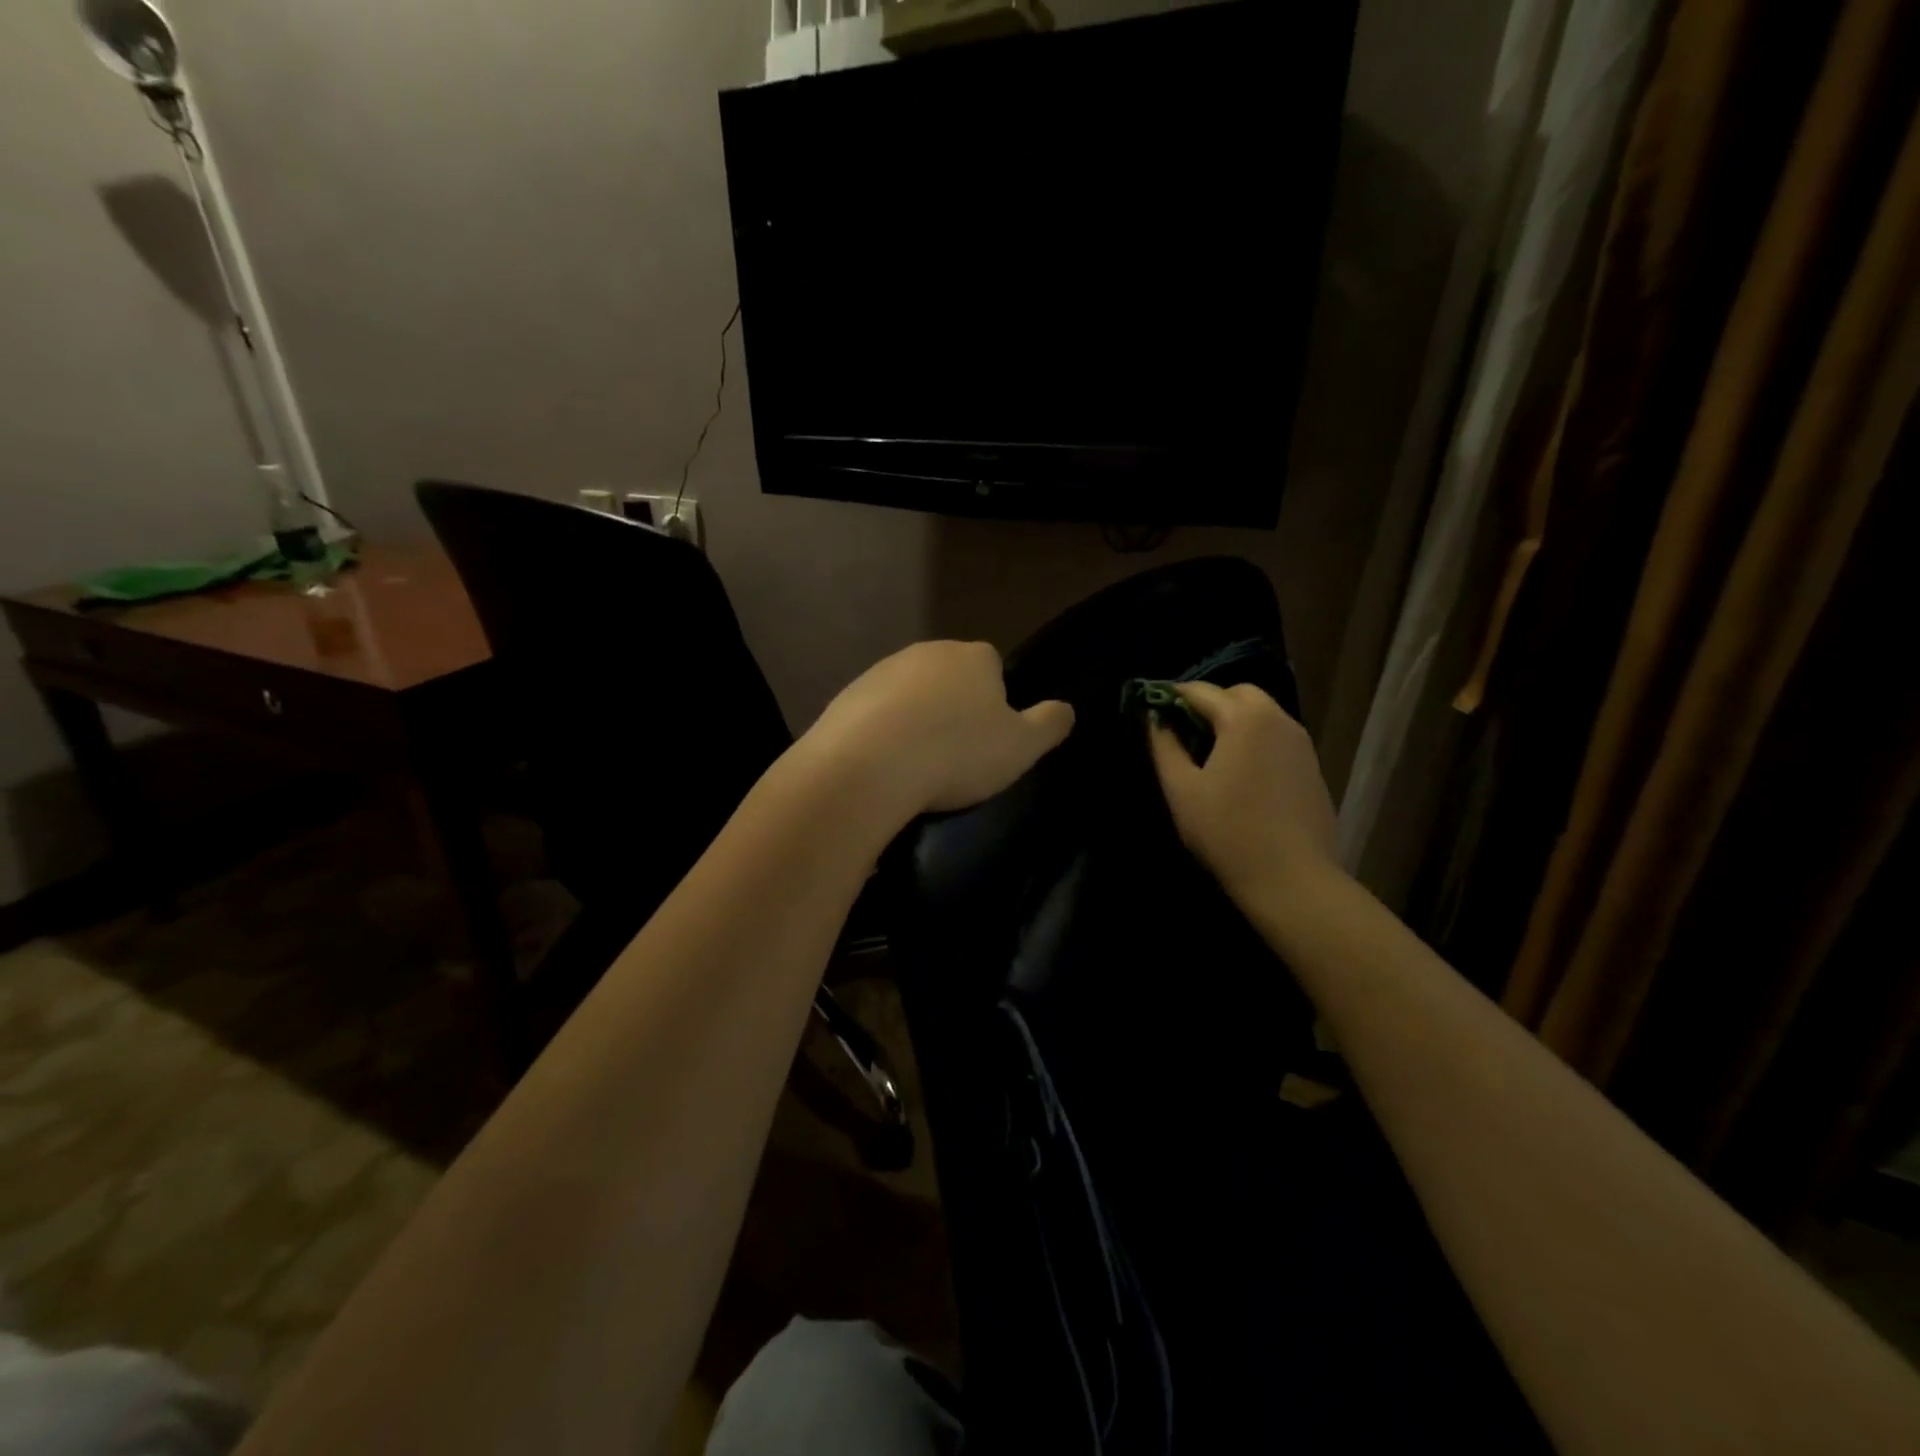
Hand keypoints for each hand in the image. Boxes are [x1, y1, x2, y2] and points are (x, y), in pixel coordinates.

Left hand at [799, 641, 1074, 819]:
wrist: (868, 767)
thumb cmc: (957, 753)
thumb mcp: (1022, 747)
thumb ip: (1050, 724)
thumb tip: (1065, 709)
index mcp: (973, 657)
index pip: (993, 666)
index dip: (994, 700)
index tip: (988, 738)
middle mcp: (927, 652)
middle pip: (949, 678)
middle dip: (952, 708)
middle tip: (955, 755)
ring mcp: (881, 671)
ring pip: (910, 695)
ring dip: (915, 721)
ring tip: (917, 766)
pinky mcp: (846, 696)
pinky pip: (874, 714)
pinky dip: (881, 734)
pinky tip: (883, 767)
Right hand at [1148, 681, 1339, 905]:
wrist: (1291, 878)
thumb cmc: (1227, 831)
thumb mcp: (1181, 789)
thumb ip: (1164, 745)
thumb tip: (1155, 718)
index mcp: (1244, 718)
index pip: (1200, 691)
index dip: (1171, 695)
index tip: (1151, 706)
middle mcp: (1278, 719)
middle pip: (1238, 694)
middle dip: (1208, 703)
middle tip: (1183, 729)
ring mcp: (1301, 743)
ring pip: (1262, 714)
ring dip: (1234, 720)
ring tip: (1210, 752)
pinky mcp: (1312, 767)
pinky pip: (1278, 738)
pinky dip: (1255, 740)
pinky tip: (1241, 773)